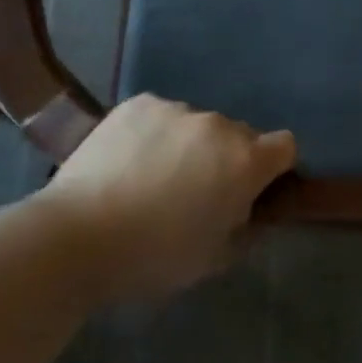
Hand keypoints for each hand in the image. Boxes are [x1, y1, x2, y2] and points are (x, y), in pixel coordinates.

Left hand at [34, 94, 295, 296]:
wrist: (76, 237)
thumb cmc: (153, 256)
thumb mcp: (213, 258)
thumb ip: (244, 227)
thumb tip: (248, 209)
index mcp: (245, 162)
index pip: (285, 146)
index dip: (274, 167)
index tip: (253, 189)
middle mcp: (219, 126)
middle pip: (239, 135)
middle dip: (227, 158)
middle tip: (195, 191)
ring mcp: (177, 110)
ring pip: (197, 125)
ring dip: (189, 145)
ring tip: (152, 177)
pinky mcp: (139, 104)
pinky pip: (161, 116)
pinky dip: (154, 134)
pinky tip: (127, 161)